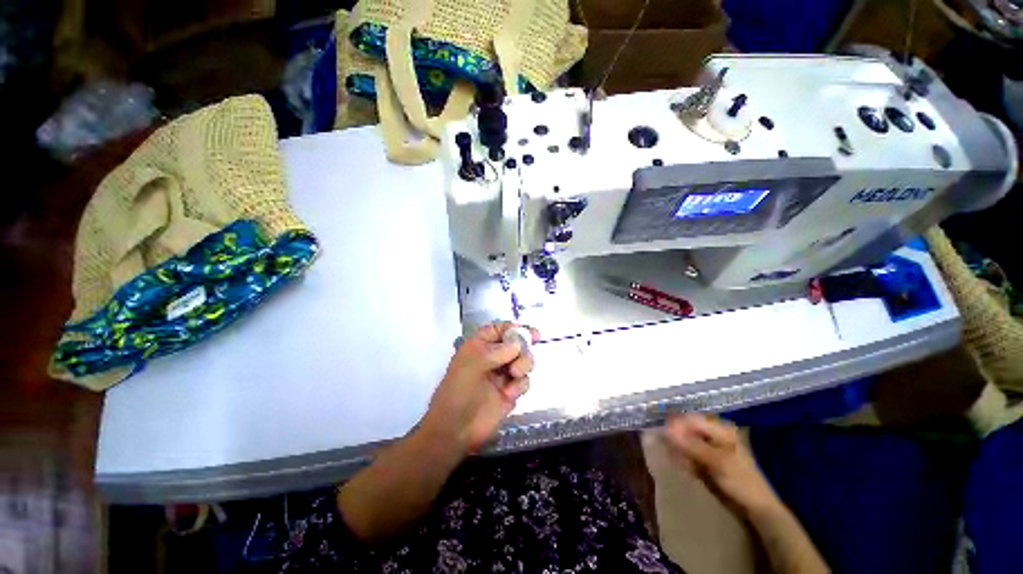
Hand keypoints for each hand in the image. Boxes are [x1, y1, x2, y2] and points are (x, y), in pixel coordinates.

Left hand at [420, 322, 537, 454]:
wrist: (455, 430)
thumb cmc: (458, 391)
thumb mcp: (473, 364)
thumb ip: (497, 351)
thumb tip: (518, 345)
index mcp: (479, 346)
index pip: (500, 329)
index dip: (515, 329)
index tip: (532, 333)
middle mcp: (492, 358)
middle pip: (517, 344)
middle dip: (523, 349)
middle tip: (521, 357)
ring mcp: (502, 375)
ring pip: (523, 362)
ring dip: (523, 365)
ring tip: (515, 374)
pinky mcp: (510, 392)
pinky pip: (524, 381)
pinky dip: (520, 385)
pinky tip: (509, 394)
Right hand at [662, 414, 780, 516]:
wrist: (756, 508)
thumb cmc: (741, 481)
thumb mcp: (717, 462)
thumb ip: (691, 444)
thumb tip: (665, 429)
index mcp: (720, 428)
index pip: (691, 419)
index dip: (676, 425)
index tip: (663, 436)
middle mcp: (713, 433)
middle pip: (686, 429)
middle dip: (677, 440)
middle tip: (671, 452)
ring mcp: (709, 446)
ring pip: (685, 442)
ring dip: (680, 452)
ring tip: (682, 463)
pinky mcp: (706, 458)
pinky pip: (688, 453)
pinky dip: (685, 460)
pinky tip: (687, 469)